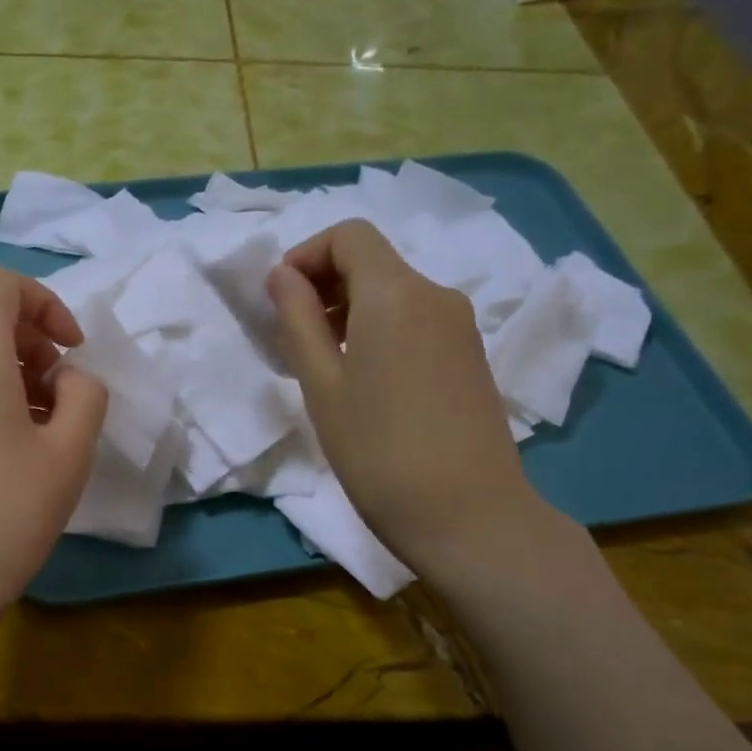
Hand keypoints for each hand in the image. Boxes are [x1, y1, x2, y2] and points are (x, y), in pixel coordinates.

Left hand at [0, 267, 106, 643]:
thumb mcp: (71, 450)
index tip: (74, 350)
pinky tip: (21, 448)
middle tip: (66, 391)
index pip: (3, 285)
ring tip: (51, 424)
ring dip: (22, 370)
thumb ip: (86, 394)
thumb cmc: (11, 510)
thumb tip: (69, 378)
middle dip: (37, 339)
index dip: (47, 303)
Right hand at [267, 220, 551, 567]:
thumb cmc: (378, 450)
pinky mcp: (470, 356)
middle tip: (293, 338)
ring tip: (324, 365)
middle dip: (325, 284)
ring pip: (394, 292)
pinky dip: (380, 330)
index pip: (349, 235)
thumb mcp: (322, 385)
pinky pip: (415, 321)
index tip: (281, 301)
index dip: (306, 255)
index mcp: (396, 293)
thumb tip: (282, 275)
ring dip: (350, 310)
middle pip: (373, 260)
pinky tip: (365, 381)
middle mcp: (435, 294)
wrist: (468, 515)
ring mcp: (460, 326)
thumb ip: (298, 320)